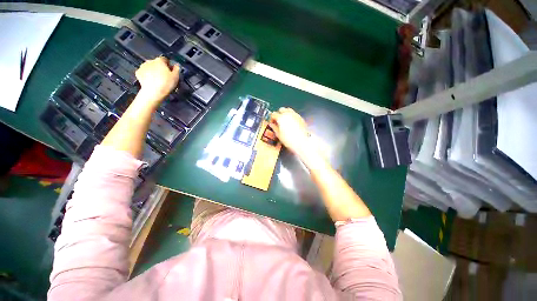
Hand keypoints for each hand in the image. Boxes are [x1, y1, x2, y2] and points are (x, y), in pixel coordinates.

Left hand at [135, 57, 179, 106]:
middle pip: (156, 63)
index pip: (165, 59)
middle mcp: (150, 61)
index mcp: (160, 60)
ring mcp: (142, 66)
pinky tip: (151, 81)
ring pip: (150, 67)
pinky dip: (147, 75)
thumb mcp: (176, 77)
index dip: (168, 65)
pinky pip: (144, 72)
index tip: (171, 72)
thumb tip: (176, 65)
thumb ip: (177, 69)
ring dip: (153, 71)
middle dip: (160, 68)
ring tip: (157, 80)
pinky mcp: (138, 73)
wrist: (153, 92)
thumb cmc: (166, 83)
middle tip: (164, 77)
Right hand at [269, 107, 309, 155]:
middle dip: (278, 114)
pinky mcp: (300, 117)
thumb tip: (272, 124)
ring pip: (288, 110)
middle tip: (278, 121)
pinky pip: (294, 113)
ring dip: (285, 113)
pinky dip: (291, 116)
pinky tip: (291, 122)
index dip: (271, 118)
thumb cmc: (289, 140)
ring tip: (284, 121)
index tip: (272, 122)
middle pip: (281, 109)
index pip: (273, 114)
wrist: (301, 142)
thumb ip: (274, 128)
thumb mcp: (278, 135)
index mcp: (281, 118)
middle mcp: (288, 114)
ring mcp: (295, 115)